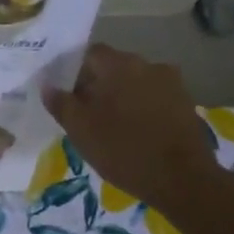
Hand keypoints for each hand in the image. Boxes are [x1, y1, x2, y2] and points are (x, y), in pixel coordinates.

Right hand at [42, 43, 225, 217]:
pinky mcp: (186, 103)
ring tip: (110, 126)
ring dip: (120, 97)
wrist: (183, 180)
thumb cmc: (123, 150)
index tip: (65, 95)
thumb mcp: (80, 130)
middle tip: (83, 114)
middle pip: (113, 67)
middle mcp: (147, 64)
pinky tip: (134, 132)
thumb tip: (48, 85)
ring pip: (134, 83)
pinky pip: (153, 98)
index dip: (73, 71)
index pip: (89, 54)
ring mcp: (171, 83)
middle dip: (97, 85)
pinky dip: (141, 109)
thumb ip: (61, 103)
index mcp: (119, 65)